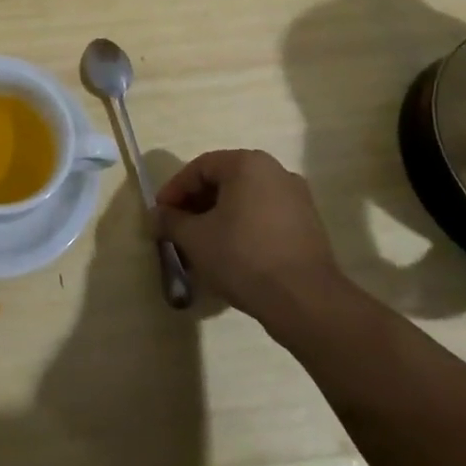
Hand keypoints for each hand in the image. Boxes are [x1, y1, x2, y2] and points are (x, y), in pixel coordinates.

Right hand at [155, 149, 357, 336]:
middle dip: (196, 206)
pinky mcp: (308, 226)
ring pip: (244, 201)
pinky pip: (264, 218)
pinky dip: (242, 229)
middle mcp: (275, 172)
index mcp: (247, 164)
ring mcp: (297, 199)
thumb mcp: (195, 238)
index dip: (174, 191)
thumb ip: (170, 221)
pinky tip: (230, 256)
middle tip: (177, 230)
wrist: (305, 302)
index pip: (199, 168)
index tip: (160, 215)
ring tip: (201, 247)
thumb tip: (156, 216)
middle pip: (223, 182)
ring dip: (218, 219)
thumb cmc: (243, 256)